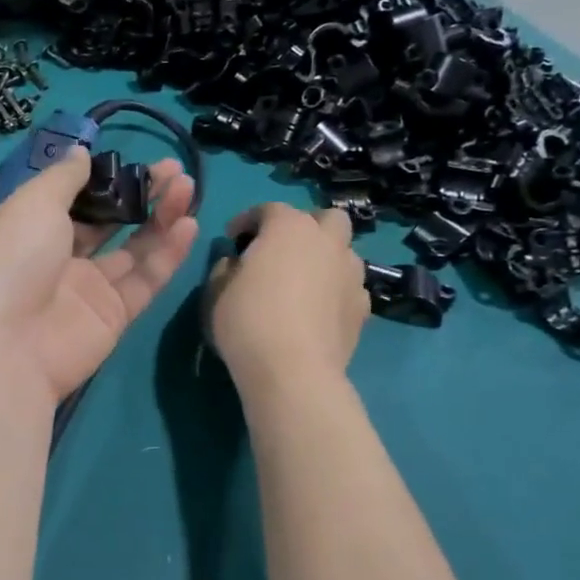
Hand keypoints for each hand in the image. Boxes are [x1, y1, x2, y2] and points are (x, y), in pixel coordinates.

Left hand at [0, 147, 197, 403]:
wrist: (7, 347)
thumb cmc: (12, 260)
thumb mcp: (32, 203)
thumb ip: (63, 177)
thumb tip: (81, 152)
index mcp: (29, 228)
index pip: (71, 198)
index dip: (102, 178)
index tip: (132, 159)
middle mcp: (57, 257)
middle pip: (107, 221)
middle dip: (139, 194)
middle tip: (173, 170)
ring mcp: (86, 288)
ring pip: (133, 248)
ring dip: (161, 217)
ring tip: (187, 187)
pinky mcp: (113, 316)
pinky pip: (145, 279)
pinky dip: (167, 253)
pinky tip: (188, 224)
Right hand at [207, 203, 368, 394]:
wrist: (293, 370)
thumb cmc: (247, 321)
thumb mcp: (216, 290)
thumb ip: (226, 267)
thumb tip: (236, 262)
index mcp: (288, 228)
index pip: (268, 209)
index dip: (247, 221)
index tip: (233, 240)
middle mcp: (327, 241)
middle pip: (326, 218)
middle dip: (305, 227)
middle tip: (282, 251)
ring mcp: (351, 274)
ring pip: (344, 251)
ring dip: (326, 257)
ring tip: (304, 281)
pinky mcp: (364, 308)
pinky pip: (350, 287)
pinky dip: (336, 291)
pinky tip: (319, 310)